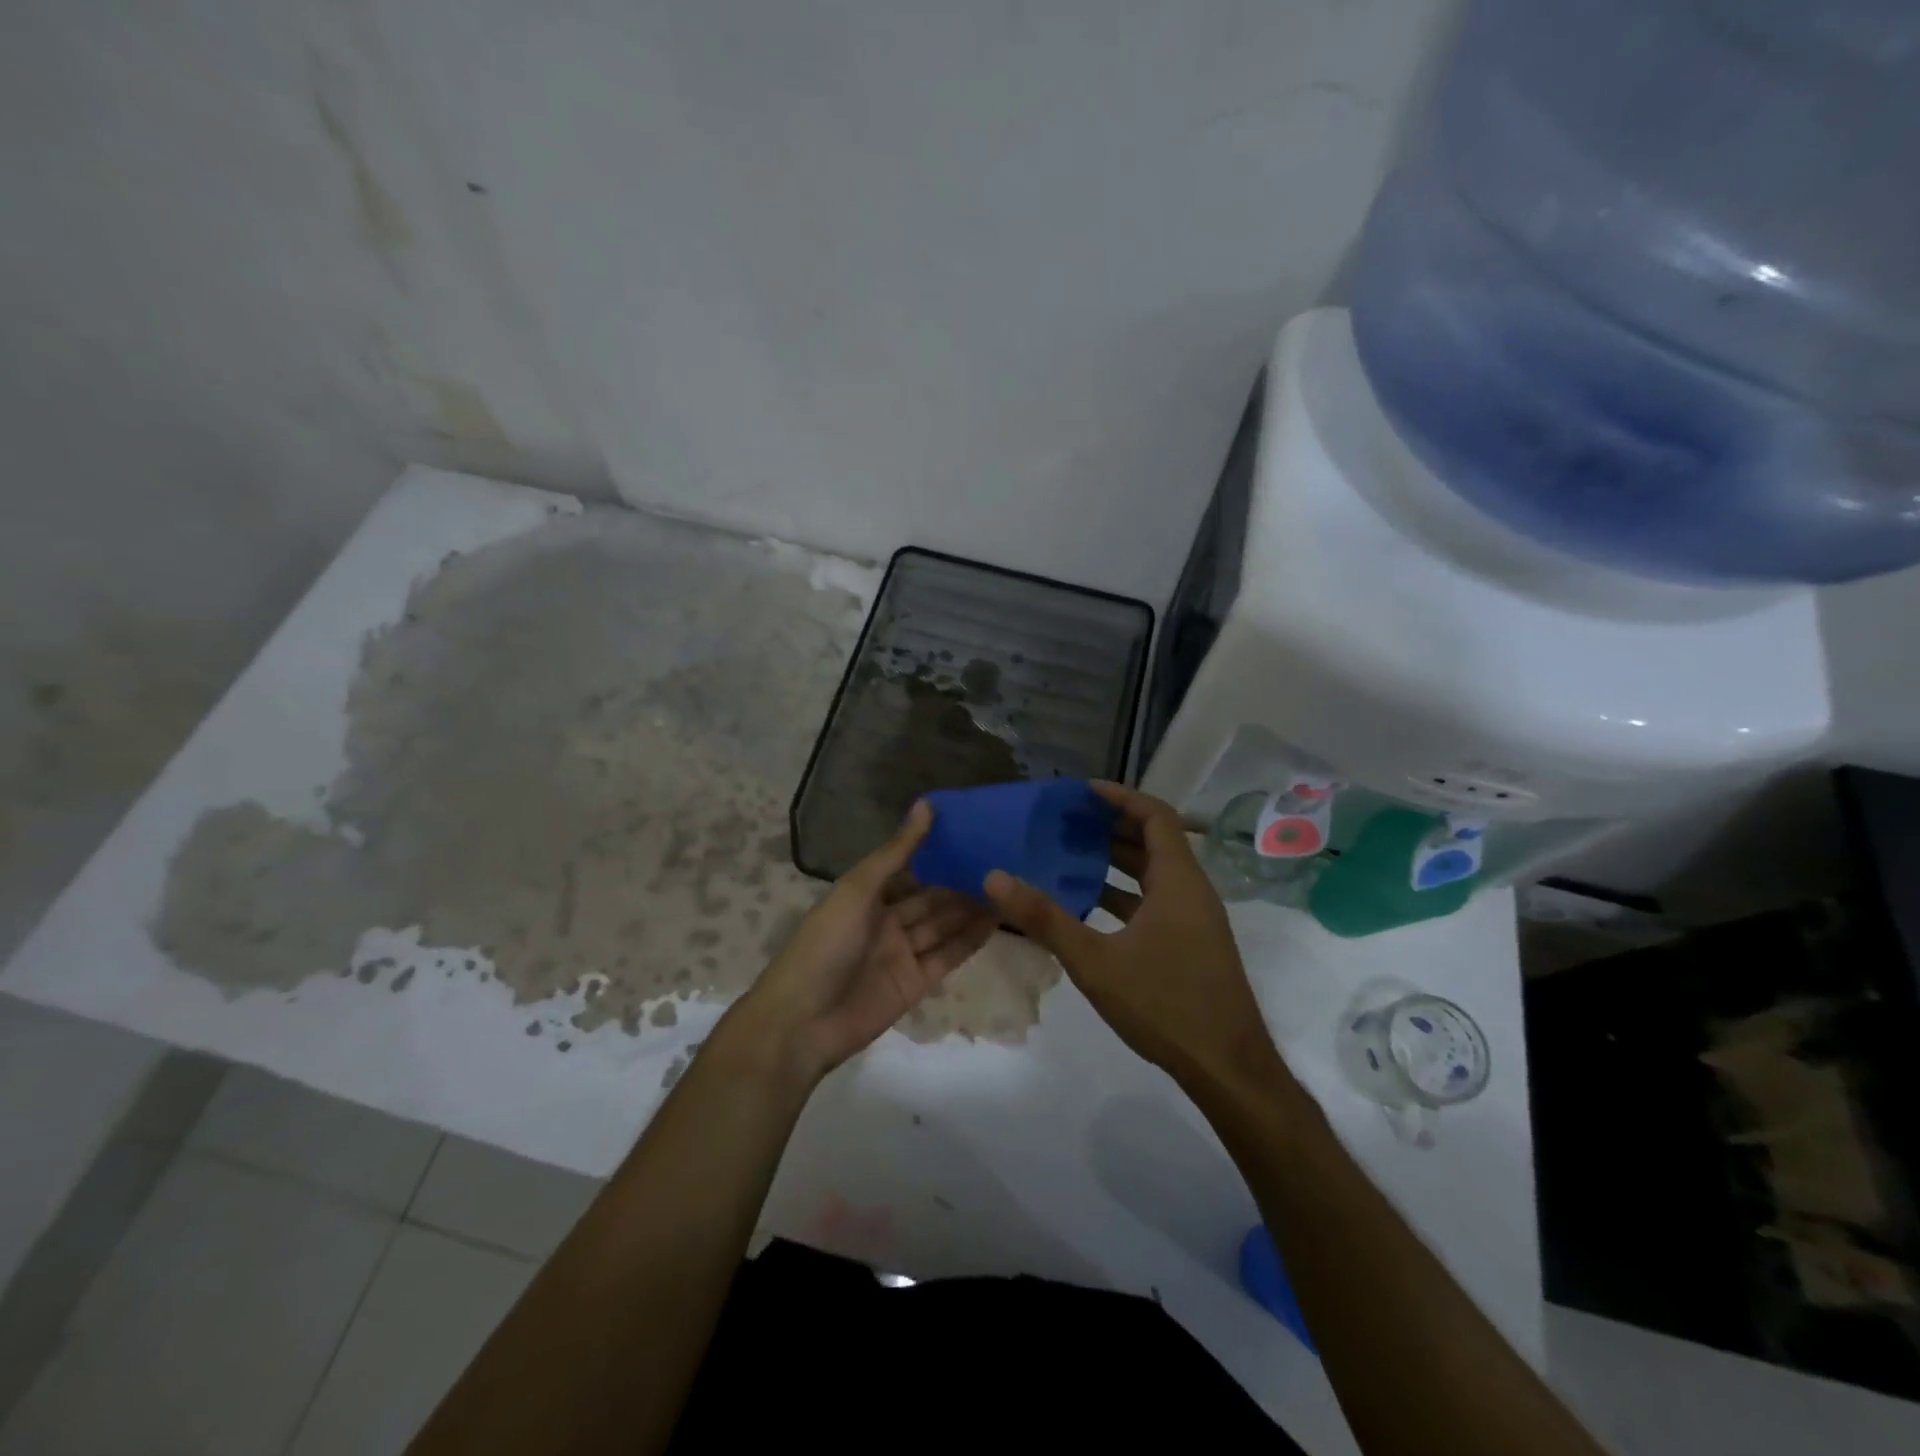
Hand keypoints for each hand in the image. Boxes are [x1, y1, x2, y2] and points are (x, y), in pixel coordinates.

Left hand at [738, 801, 995, 1082]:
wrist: (803, 1021)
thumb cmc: (825, 944)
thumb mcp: (857, 890)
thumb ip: (896, 852)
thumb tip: (926, 805)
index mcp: (866, 895)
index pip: (908, 867)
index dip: (937, 852)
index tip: (973, 831)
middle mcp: (886, 921)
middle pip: (930, 898)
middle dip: (960, 881)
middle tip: (1003, 860)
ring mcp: (902, 953)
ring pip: (943, 925)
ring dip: (971, 908)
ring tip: (1009, 885)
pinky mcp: (916, 983)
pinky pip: (948, 955)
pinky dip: (970, 939)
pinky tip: (997, 920)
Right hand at [985, 782, 1283, 1092]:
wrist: (1227, 1068)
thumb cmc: (1164, 1004)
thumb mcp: (1095, 961)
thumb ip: (1045, 918)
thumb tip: (995, 878)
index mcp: (1178, 881)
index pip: (1155, 815)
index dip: (1121, 797)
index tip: (1083, 791)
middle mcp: (1191, 890)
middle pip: (1154, 841)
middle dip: (1112, 826)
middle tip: (1067, 822)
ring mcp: (1195, 919)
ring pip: (1155, 874)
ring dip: (1117, 861)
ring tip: (1071, 855)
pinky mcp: (1192, 944)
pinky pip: (1156, 901)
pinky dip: (1125, 894)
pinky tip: (1090, 907)